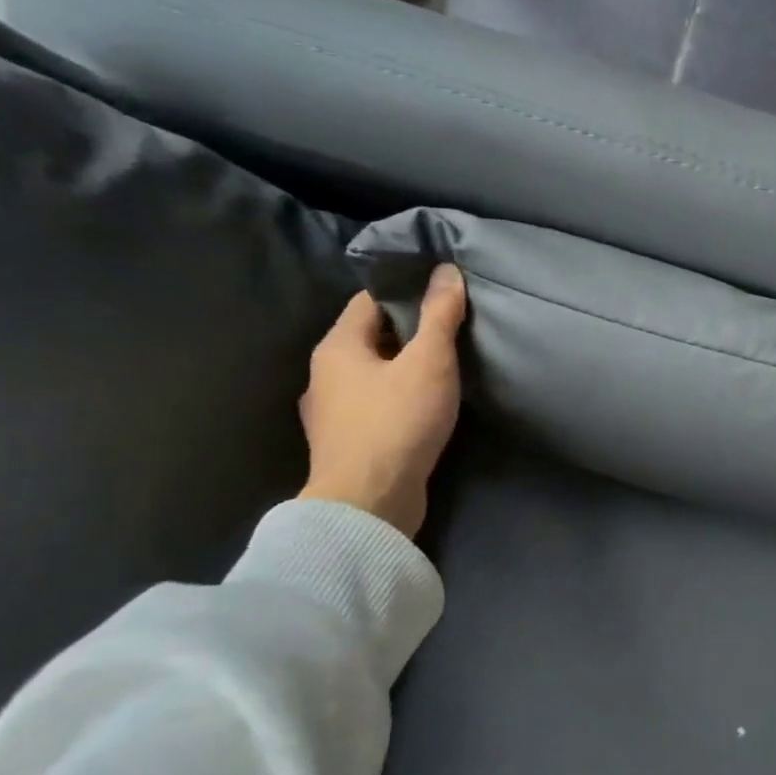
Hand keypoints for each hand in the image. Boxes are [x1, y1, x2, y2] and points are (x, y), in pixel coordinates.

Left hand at [297, 265, 467, 538]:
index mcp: (336, 347)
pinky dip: (397, 399)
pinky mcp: (347, 444)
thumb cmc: (397, 422)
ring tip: (443, 369)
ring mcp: (331, 414)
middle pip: (369, 338)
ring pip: (372, 375)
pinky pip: (374, 406)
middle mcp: (324, 375)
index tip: (441, 293)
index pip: (369, 301)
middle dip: (408, 331)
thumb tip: (446, 271)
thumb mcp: (429, 362)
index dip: (405, 291)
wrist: (369, 503)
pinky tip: (423, 409)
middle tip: (451, 330)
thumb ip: (439, 316)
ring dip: (402, 369)